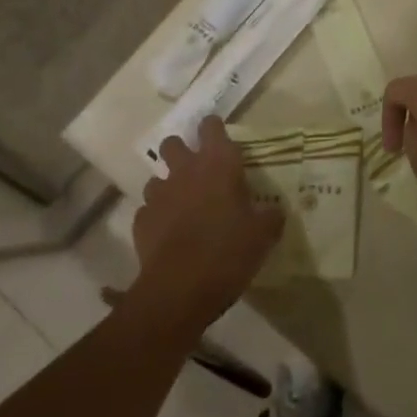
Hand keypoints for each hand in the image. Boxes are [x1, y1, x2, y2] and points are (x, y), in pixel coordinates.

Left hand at [131, 118, 281, 333]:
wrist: (179, 291)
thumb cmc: (228, 252)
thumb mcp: (263, 235)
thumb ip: (270, 216)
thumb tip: (274, 211)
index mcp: (218, 163)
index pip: (211, 126)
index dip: (214, 129)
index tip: (221, 141)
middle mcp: (186, 170)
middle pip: (173, 143)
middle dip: (181, 152)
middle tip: (195, 171)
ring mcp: (160, 195)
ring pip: (157, 178)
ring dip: (168, 188)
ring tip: (181, 208)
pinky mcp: (141, 222)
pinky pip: (148, 211)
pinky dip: (156, 219)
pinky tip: (167, 235)